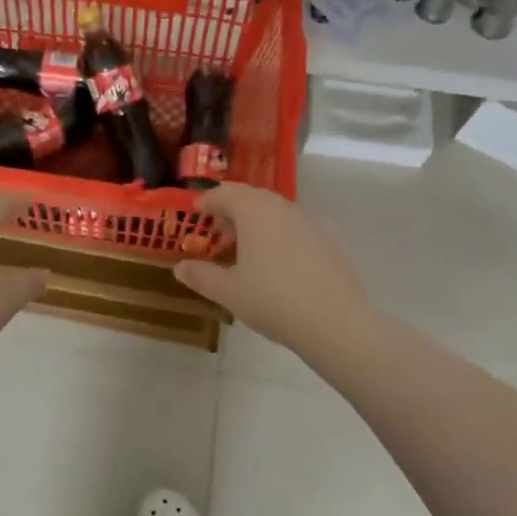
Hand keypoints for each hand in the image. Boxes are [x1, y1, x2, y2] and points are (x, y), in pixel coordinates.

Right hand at [174, 184, 374, 363]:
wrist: (336, 321)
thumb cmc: (272, 300)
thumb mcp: (228, 291)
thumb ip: (201, 276)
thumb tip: (180, 268)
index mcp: (255, 211)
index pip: (225, 194)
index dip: (207, 201)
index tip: (196, 211)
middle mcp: (283, 207)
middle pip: (252, 198)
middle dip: (232, 211)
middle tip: (218, 233)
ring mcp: (310, 222)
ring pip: (275, 212)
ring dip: (256, 224)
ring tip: (245, 251)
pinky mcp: (329, 240)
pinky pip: (295, 228)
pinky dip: (278, 236)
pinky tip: (276, 264)